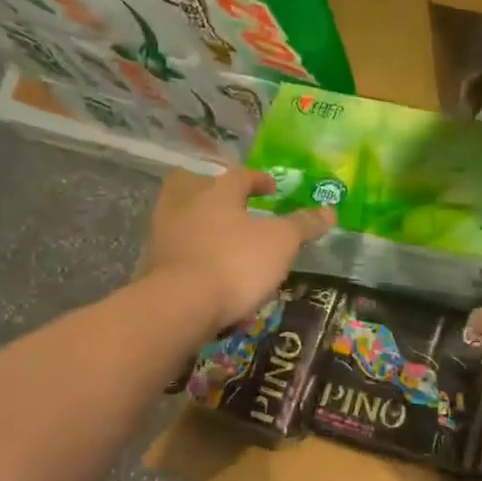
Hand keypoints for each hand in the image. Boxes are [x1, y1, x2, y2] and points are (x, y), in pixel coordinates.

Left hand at [146, 169, 334, 331]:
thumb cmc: (236, 263)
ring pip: (179, 215)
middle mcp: (184, 204)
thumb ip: (303, 225)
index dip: (258, 180)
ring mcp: (163, 233)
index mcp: (217, 191)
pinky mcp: (151, 263)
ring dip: (197, 220)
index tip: (271, 188)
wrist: (180, 305)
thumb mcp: (281, 243)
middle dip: (211, 190)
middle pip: (193, 184)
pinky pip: (173, 247)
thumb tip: (329, 210)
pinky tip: (202, 264)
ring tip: (218, 236)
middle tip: (229, 202)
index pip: (239, 176)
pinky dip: (187, 250)